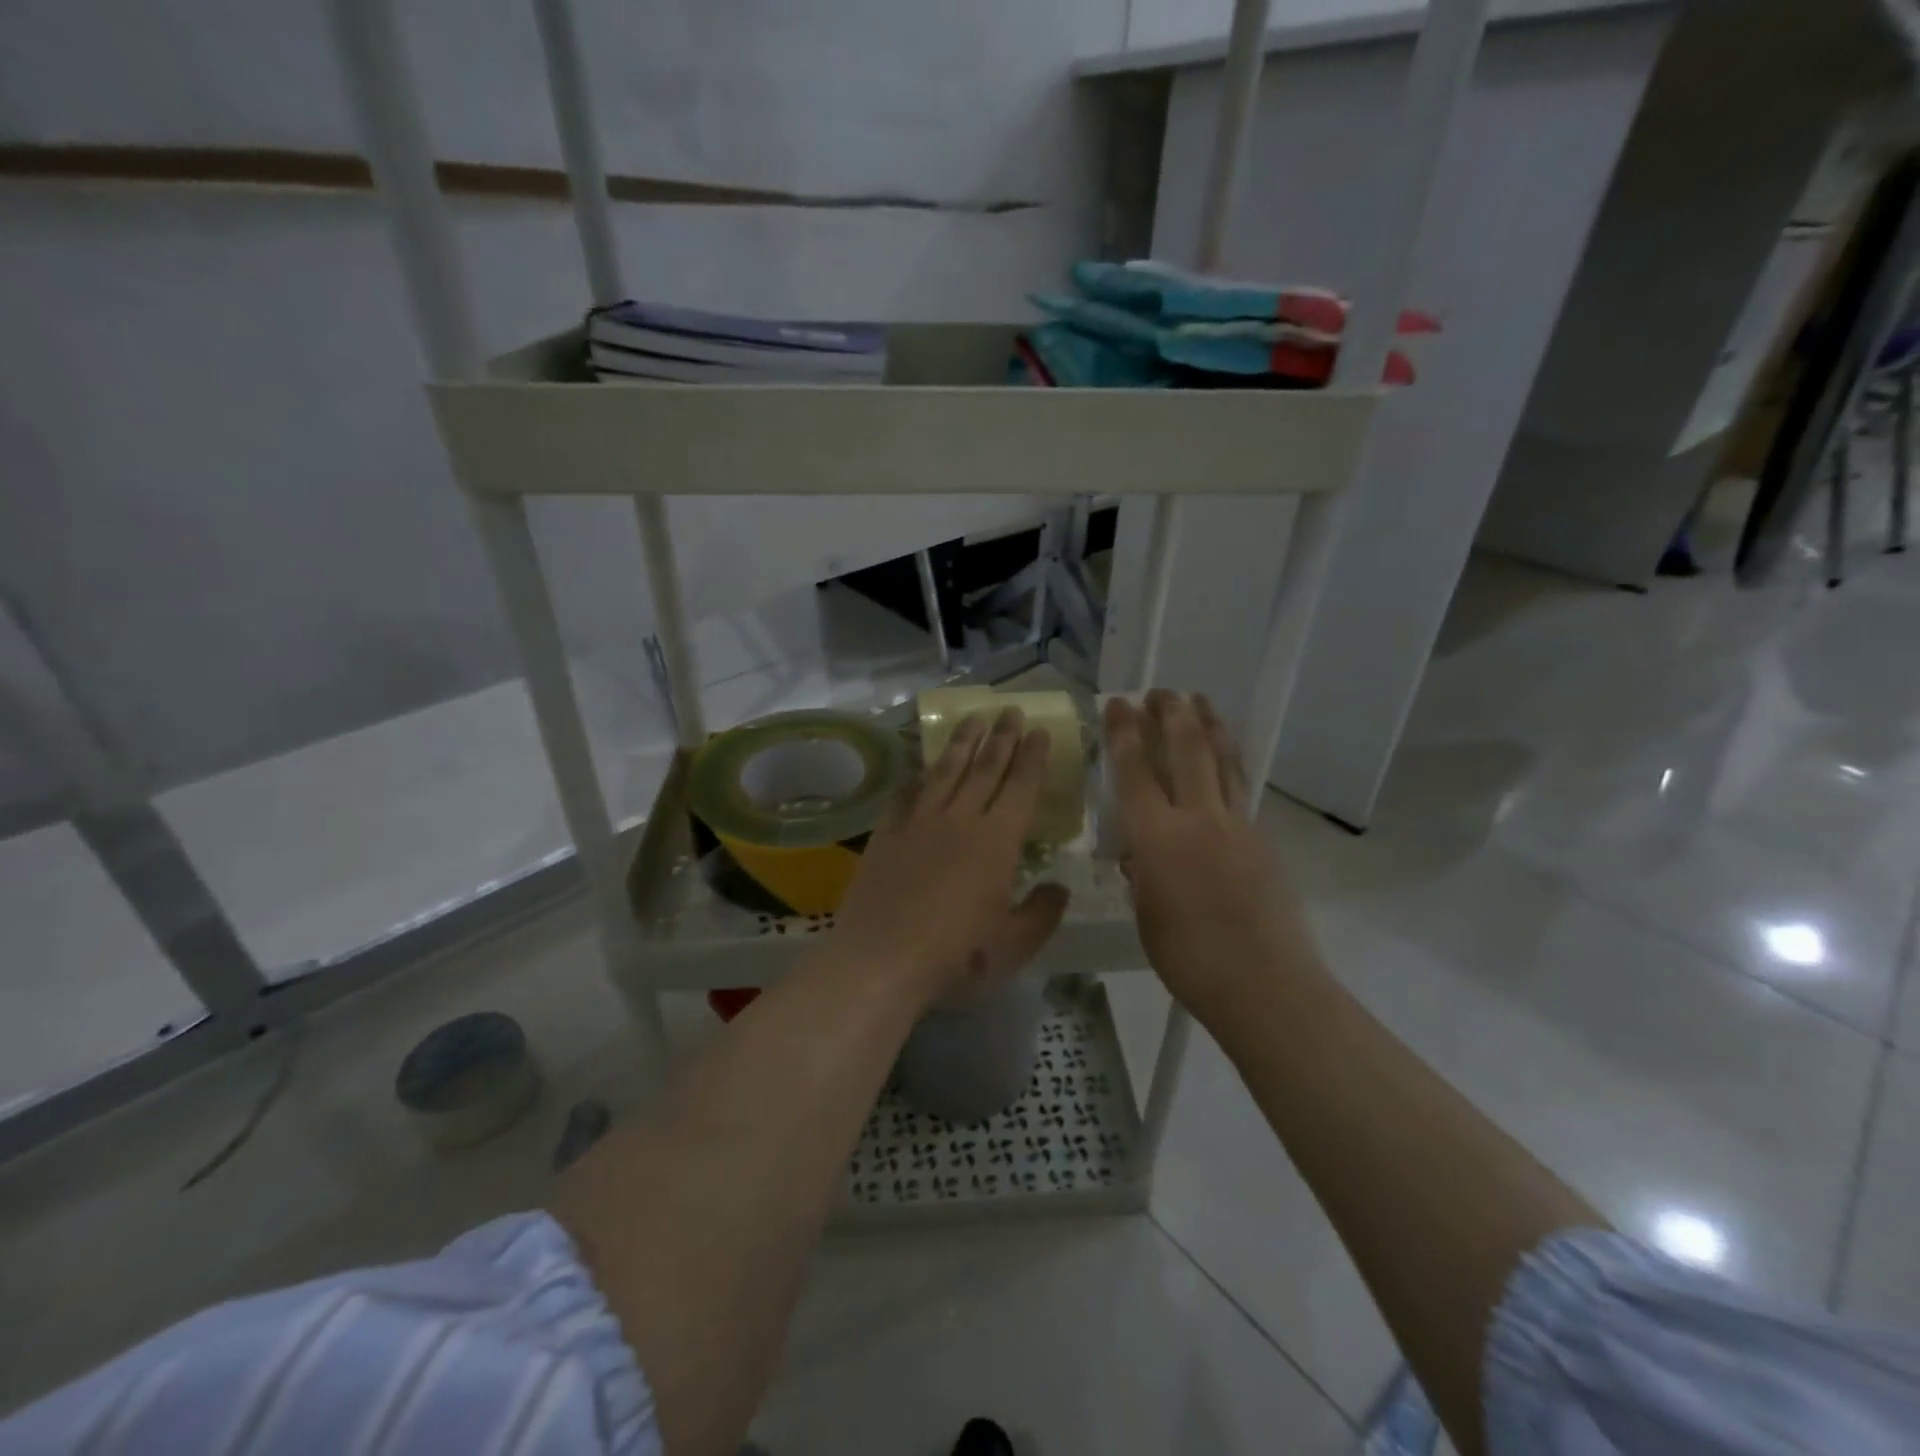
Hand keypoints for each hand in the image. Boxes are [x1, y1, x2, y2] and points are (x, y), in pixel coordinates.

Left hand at [831, 707, 1069, 1005]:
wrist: (881, 959)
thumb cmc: (957, 955)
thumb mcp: (1013, 944)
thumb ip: (1042, 913)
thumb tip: (1059, 888)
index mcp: (998, 841)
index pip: (1021, 787)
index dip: (1032, 757)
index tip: (1039, 730)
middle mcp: (961, 819)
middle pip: (985, 768)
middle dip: (1001, 737)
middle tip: (1010, 709)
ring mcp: (919, 822)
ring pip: (945, 771)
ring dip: (961, 743)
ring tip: (972, 718)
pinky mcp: (886, 834)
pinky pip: (904, 795)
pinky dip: (915, 778)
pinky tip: (918, 768)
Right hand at [1105, 692, 1316, 1022]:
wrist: (1265, 985)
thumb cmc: (1190, 959)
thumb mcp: (1147, 915)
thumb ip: (1142, 875)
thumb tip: (1140, 857)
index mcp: (1158, 839)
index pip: (1134, 772)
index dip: (1123, 734)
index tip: (1118, 704)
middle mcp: (1198, 819)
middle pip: (1185, 751)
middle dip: (1170, 715)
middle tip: (1160, 692)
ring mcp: (1236, 826)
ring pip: (1222, 761)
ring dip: (1209, 726)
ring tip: (1200, 700)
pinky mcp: (1262, 840)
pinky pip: (1240, 789)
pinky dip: (1228, 763)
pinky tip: (1224, 759)